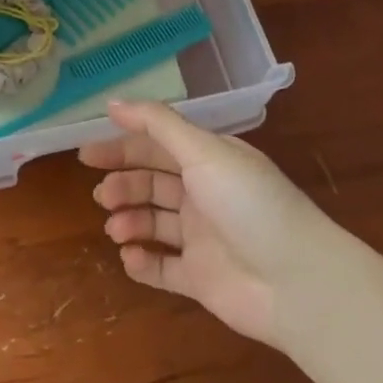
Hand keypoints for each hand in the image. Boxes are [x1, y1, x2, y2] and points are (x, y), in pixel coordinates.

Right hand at [80, 99, 335, 349]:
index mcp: (209, 159)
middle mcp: (205, 193)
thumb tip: (113, 102)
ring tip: (115, 227)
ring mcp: (203, 237)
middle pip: (153, 182)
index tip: (87, 153)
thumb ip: (157, 124)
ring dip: (130, 220)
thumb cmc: (248, 202)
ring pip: (155, 222)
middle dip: (124, 184)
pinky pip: (164, 267)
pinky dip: (143, 262)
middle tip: (100, 193)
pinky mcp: (202, 278)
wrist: (296, 281)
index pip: (158, 145)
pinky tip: (129, 258)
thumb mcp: (203, 151)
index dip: (123, 145)